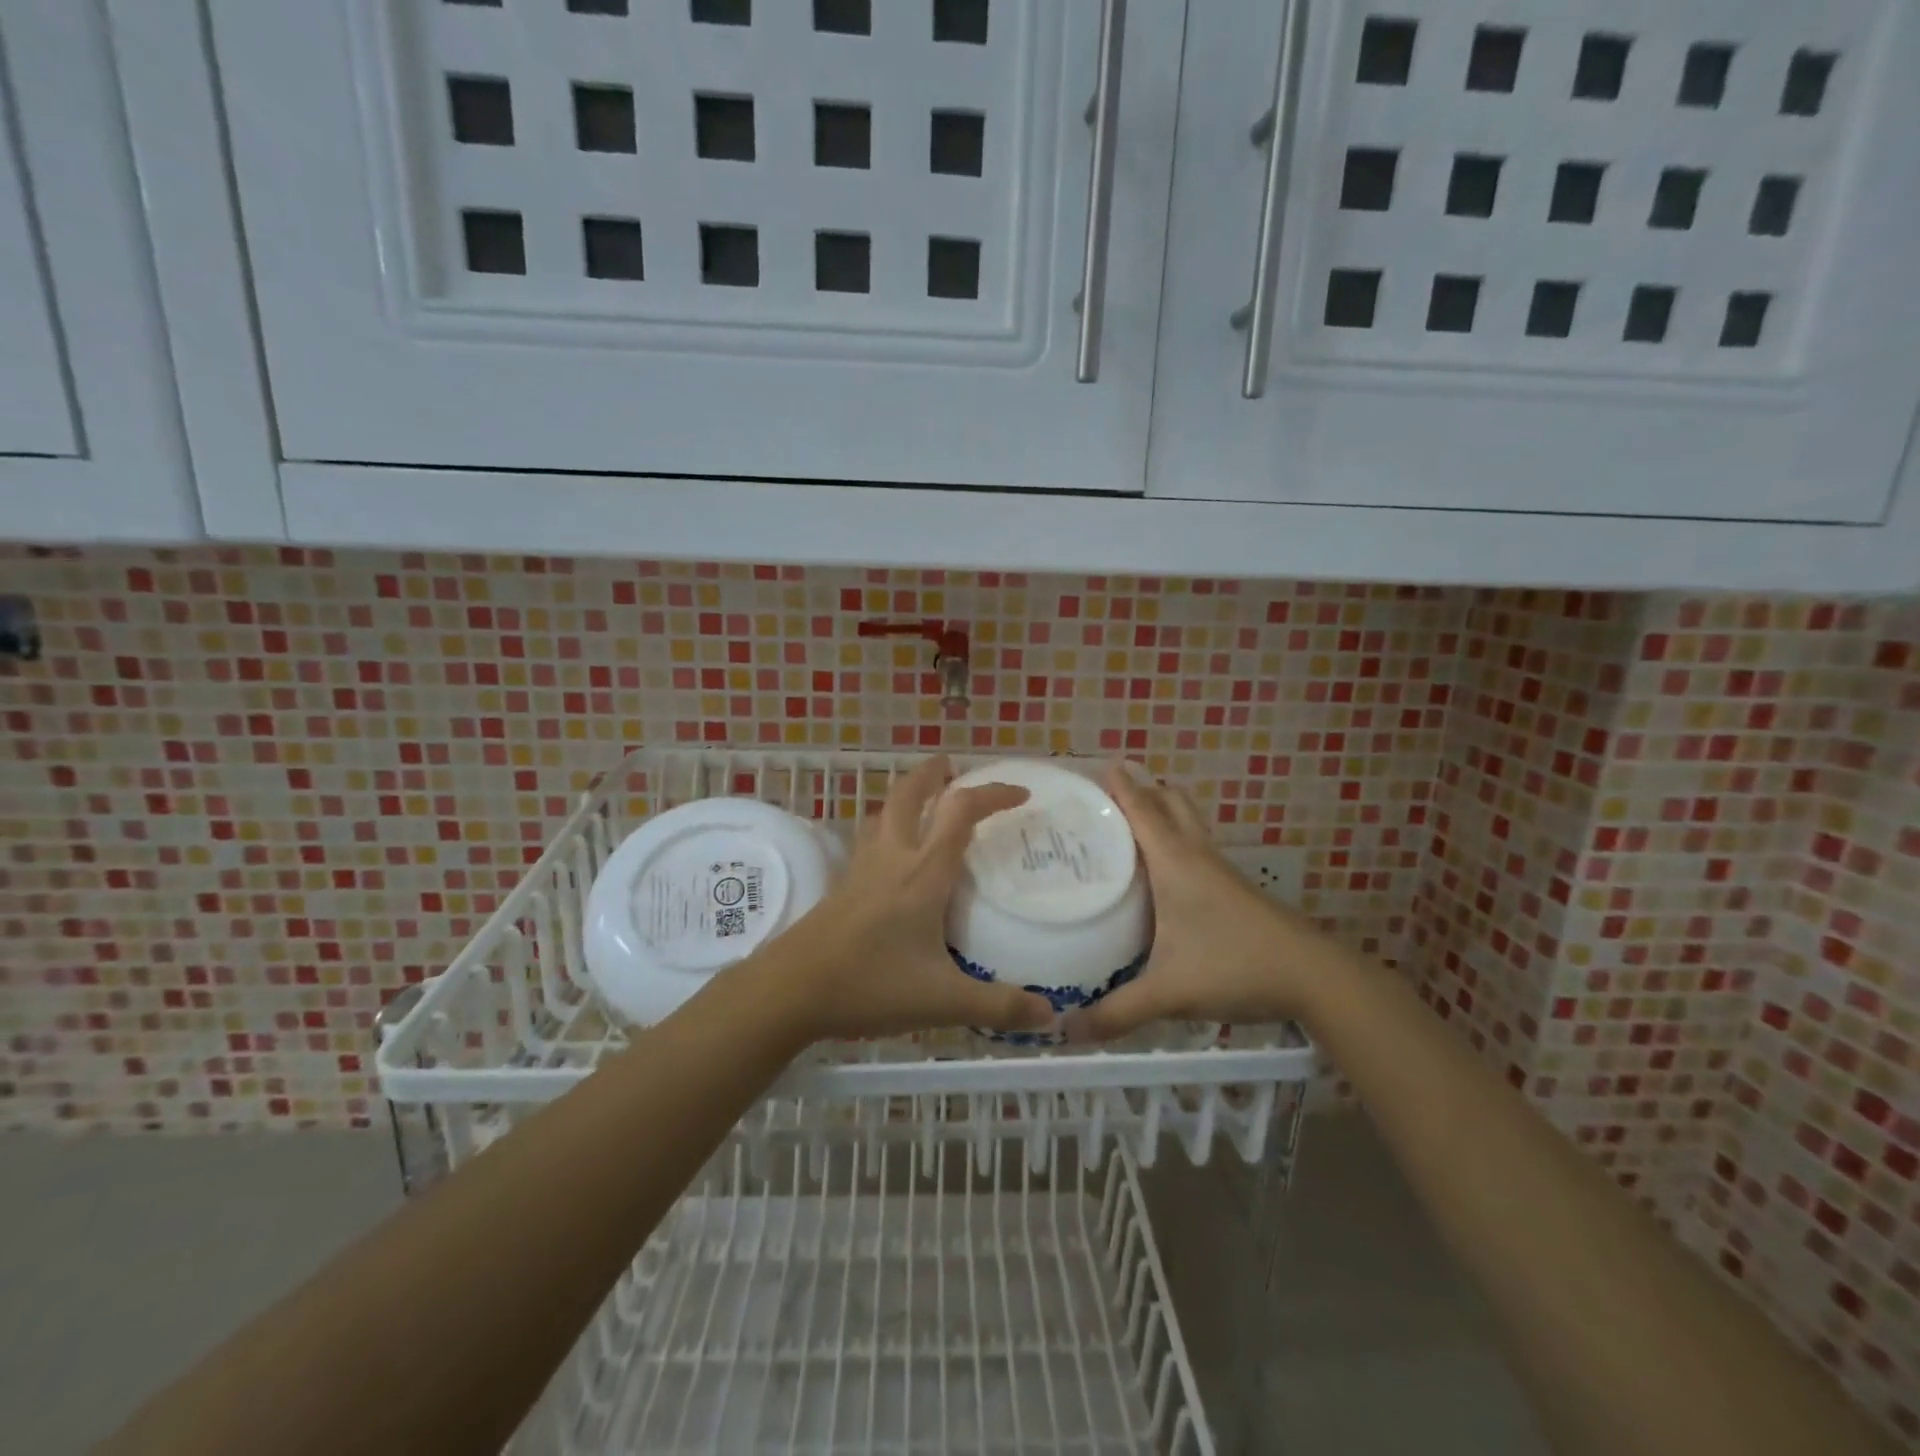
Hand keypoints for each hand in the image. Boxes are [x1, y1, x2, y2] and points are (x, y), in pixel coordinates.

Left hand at [752, 756, 1056, 1041]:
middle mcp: (892, 858)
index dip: (992, 794)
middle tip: (952, 766)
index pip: (960, 812)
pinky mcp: (842, 885)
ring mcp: (861, 869)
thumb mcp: (942, 1001)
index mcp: (923, 873)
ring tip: (923, 802)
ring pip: (883, 813)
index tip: (1020, 794)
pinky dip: (886, 829)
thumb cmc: (869, 985)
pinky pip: (868, 840)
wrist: (790, 990)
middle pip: (909, 794)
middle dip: (933, 774)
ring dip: (906, 797)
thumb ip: (997, 1006)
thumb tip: (1051, 1016)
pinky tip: (890, 856)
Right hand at [1064, 765, 1330, 1040]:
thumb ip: (1117, 1012)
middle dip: (1145, 790)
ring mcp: (1220, 872)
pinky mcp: (1235, 890)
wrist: (1315, 978)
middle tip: (1112, 794)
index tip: (1100, 763)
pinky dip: (1177, 841)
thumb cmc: (1235, 967)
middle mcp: (1197, 857)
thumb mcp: (1170, 992)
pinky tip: (1165, 873)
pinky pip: (1198, 849)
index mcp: (1175, 863)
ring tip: (1131, 825)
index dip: (1121, 785)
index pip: (1143, 810)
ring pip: (1189, 825)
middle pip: (1172, 803)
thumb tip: (1065, 1031)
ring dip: (1164, 813)